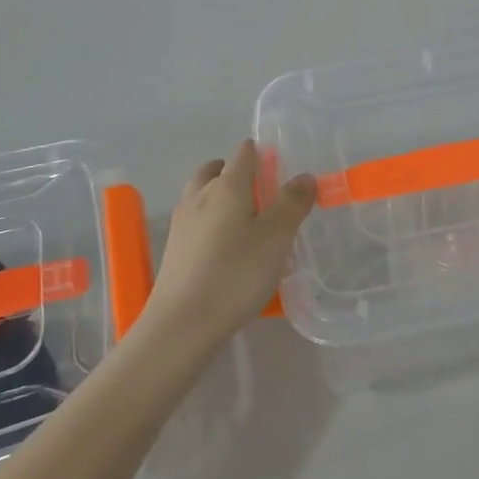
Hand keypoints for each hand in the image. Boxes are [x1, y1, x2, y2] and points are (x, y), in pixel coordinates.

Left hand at [138, 140, 317, 349]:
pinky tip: (226, 248)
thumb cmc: (235, 274)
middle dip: (237, 172)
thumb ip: (292, 203)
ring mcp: (182, 222)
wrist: (182, 325)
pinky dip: (211, 221)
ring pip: (202, 194)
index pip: (244, 153)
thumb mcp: (277, 237)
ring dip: (220, 196)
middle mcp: (200, 195)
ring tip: (245, 220)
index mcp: (227, 185)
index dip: (262, 154)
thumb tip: (304, 176)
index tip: (280, 168)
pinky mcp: (174, 249)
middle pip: (217, 170)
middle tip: (261, 192)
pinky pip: (196, 220)